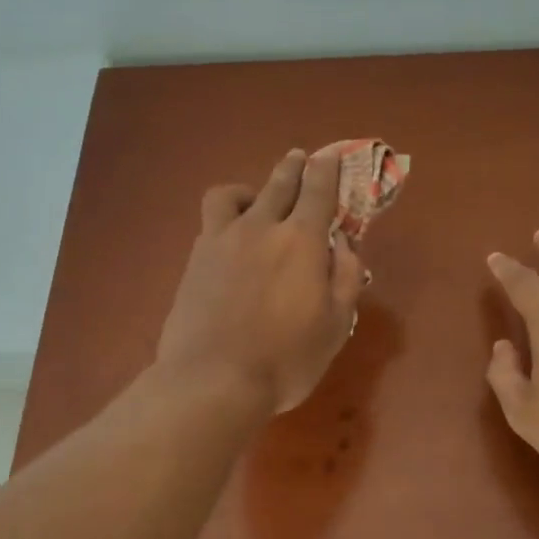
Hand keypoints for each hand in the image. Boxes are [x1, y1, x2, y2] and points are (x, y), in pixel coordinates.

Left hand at [157, 149, 365, 413]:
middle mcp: (260, 228)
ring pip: (232, 194)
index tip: (330, 157)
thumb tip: (342, 242)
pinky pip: (210, 222)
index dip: (327, 170)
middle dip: (293, 167)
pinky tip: (229, 237)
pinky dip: (226, 218)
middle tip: (300, 159)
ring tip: (255, 199)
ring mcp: (220, 241)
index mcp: (301, 240)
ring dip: (250, 188)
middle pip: (278, 183)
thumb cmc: (285, 359)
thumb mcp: (336, 325)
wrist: (213, 380)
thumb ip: (345, 276)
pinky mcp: (194, 260)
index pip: (318, 191)